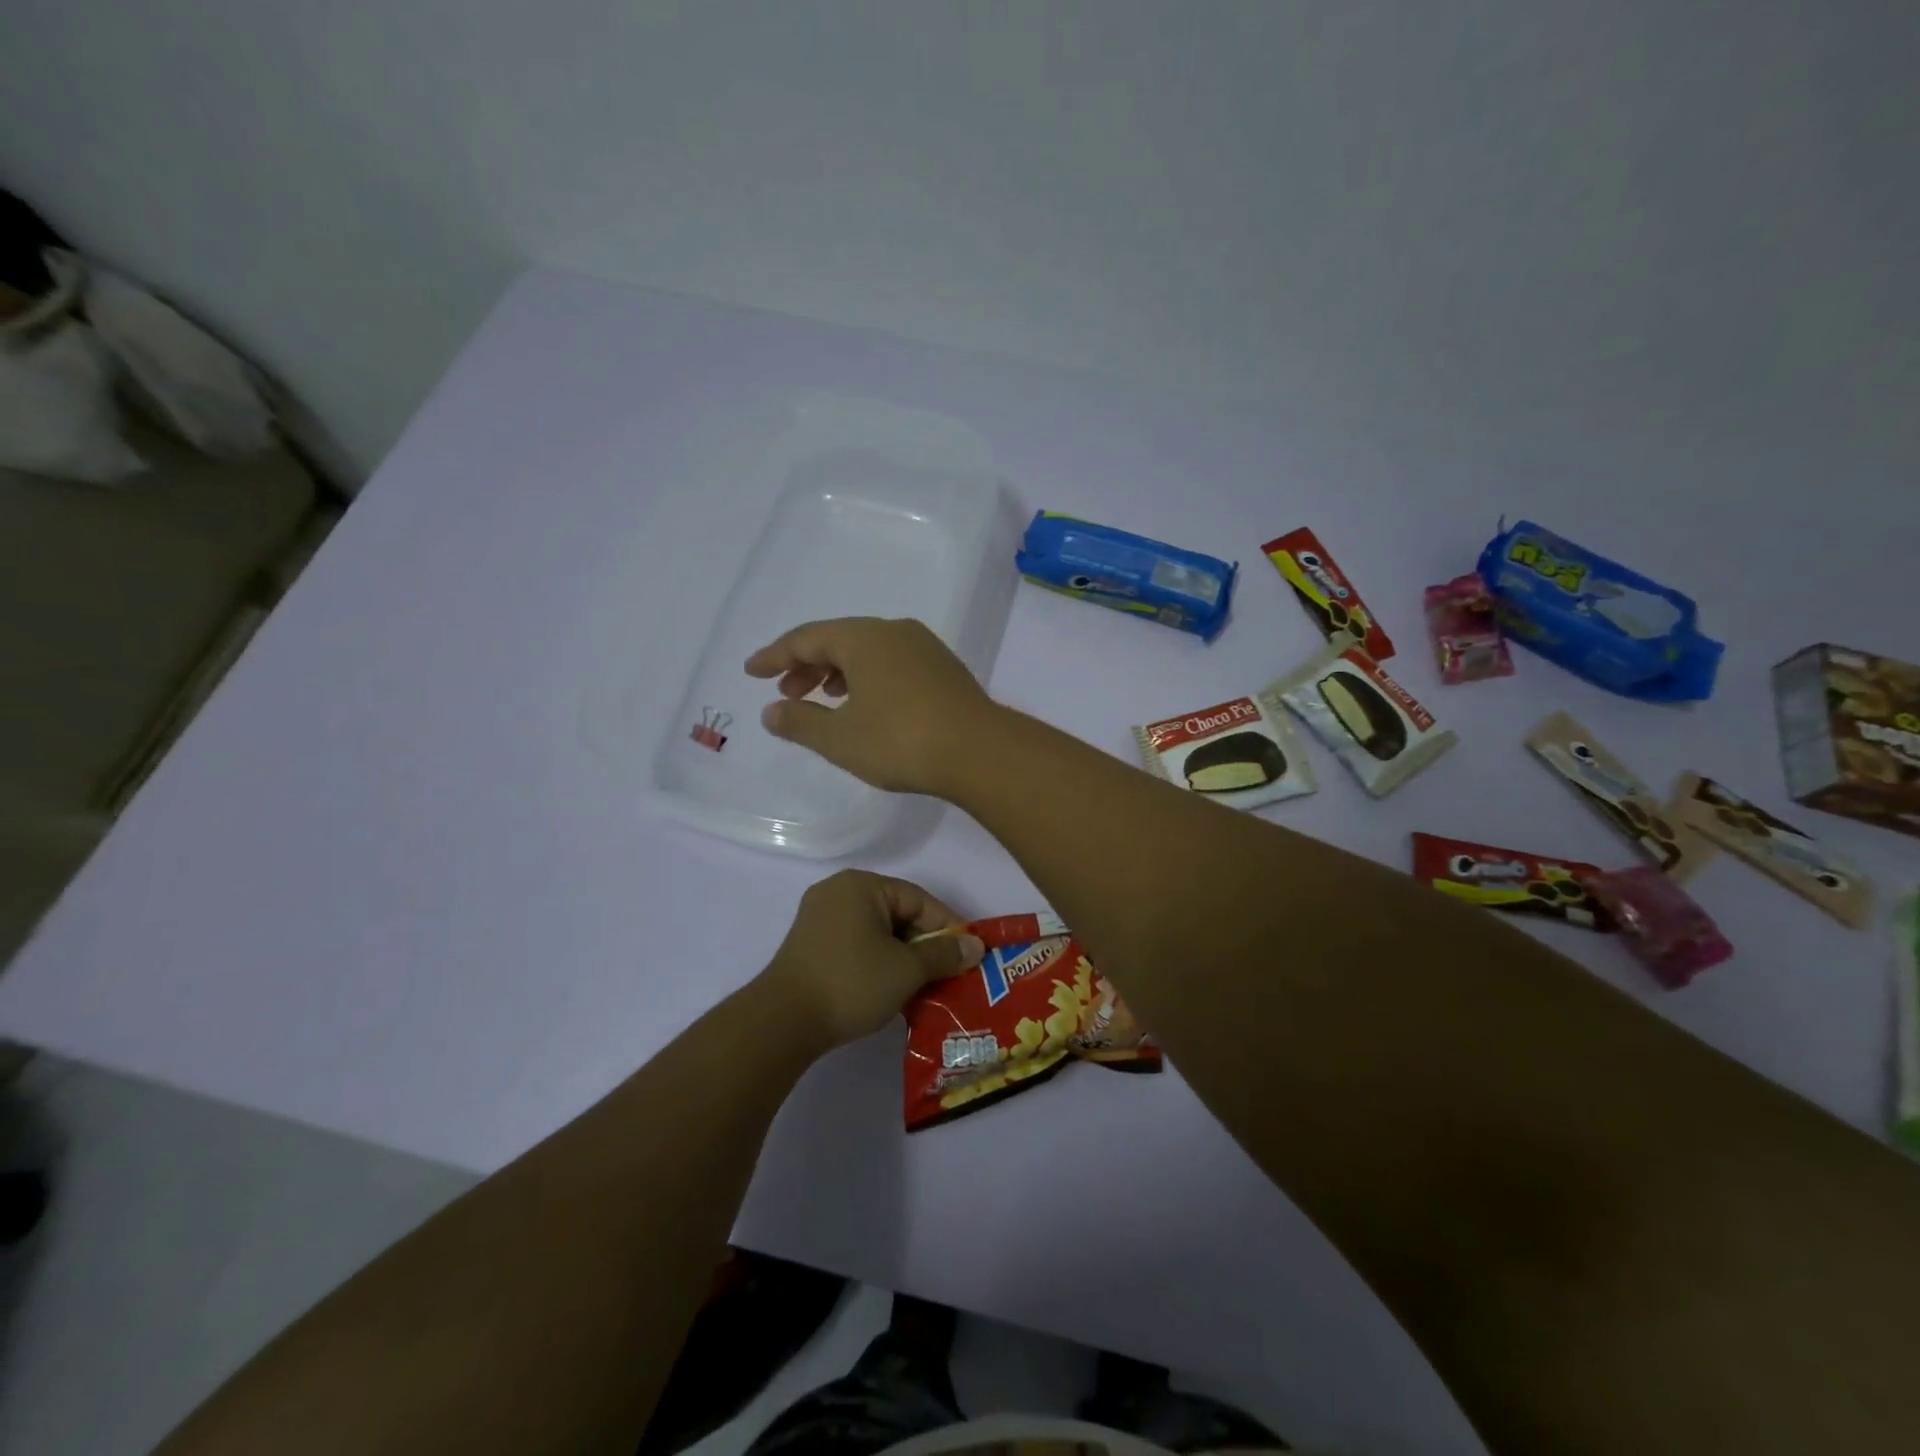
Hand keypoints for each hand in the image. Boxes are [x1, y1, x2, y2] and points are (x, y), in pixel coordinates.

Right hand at [745, 618, 996, 796]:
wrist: (980, 752)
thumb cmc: (901, 741)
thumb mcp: (840, 738)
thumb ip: (800, 723)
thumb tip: (772, 711)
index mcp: (864, 638)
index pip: (807, 638)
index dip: (775, 655)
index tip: (752, 672)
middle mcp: (895, 632)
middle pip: (839, 640)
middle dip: (807, 665)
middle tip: (786, 693)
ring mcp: (925, 648)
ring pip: (869, 651)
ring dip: (838, 672)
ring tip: (824, 699)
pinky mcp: (945, 669)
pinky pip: (893, 663)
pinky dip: (868, 678)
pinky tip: (867, 705)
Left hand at [761, 869, 985, 1047]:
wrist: (783, 1022)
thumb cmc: (851, 982)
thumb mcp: (906, 969)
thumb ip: (944, 954)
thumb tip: (976, 946)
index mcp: (861, 885)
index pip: (919, 900)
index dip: (948, 927)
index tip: (969, 954)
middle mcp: (839, 892)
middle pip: (897, 913)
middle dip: (925, 944)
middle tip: (949, 972)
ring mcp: (820, 918)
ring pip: (878, 932)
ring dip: (903, 957)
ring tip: (926, 985)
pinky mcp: (810, 945)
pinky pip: (857, 944)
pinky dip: (879, 962)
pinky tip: (893, 989)